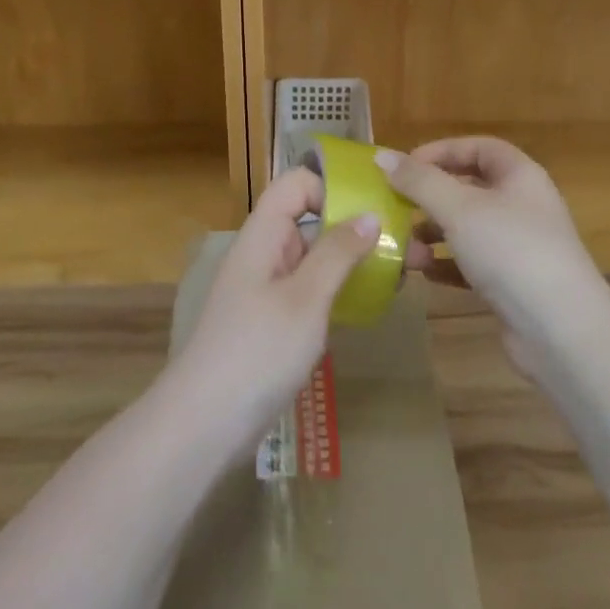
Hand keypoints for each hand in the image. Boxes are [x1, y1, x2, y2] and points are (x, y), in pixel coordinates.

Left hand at [168, 167, 380, 448]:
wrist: (204, 424)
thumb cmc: (256, 351)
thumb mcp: (304, 299)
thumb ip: (337, 253)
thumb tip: (371, 214)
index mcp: (263, 234)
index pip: (296, 184)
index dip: (332, 186)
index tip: (373, 208)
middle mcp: (264, 252)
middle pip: (309, 218)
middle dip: (355, 225)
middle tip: (405, 244)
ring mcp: (267, 288)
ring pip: (314, 255)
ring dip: (352, 259)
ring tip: (399, 273)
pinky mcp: (273, 320)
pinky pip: (311, 288)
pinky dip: (339, 288)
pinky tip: (370, 302)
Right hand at [376, 137, 609, 381]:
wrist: (563, 333)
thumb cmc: (511, 251)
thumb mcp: (459, 208)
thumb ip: (419, 181)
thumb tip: (382, 157)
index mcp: (519, 176)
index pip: (477, 148)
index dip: (441, 151)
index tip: (405, 167)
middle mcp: (522, 206)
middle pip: (468, 188)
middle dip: (430, 197)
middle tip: (397, 207)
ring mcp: (519, 247)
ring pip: (466, 228)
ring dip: (433, 235)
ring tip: (406, 250)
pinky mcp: (512, 284)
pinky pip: (471, 264)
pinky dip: (446, 264)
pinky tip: (424, 274)